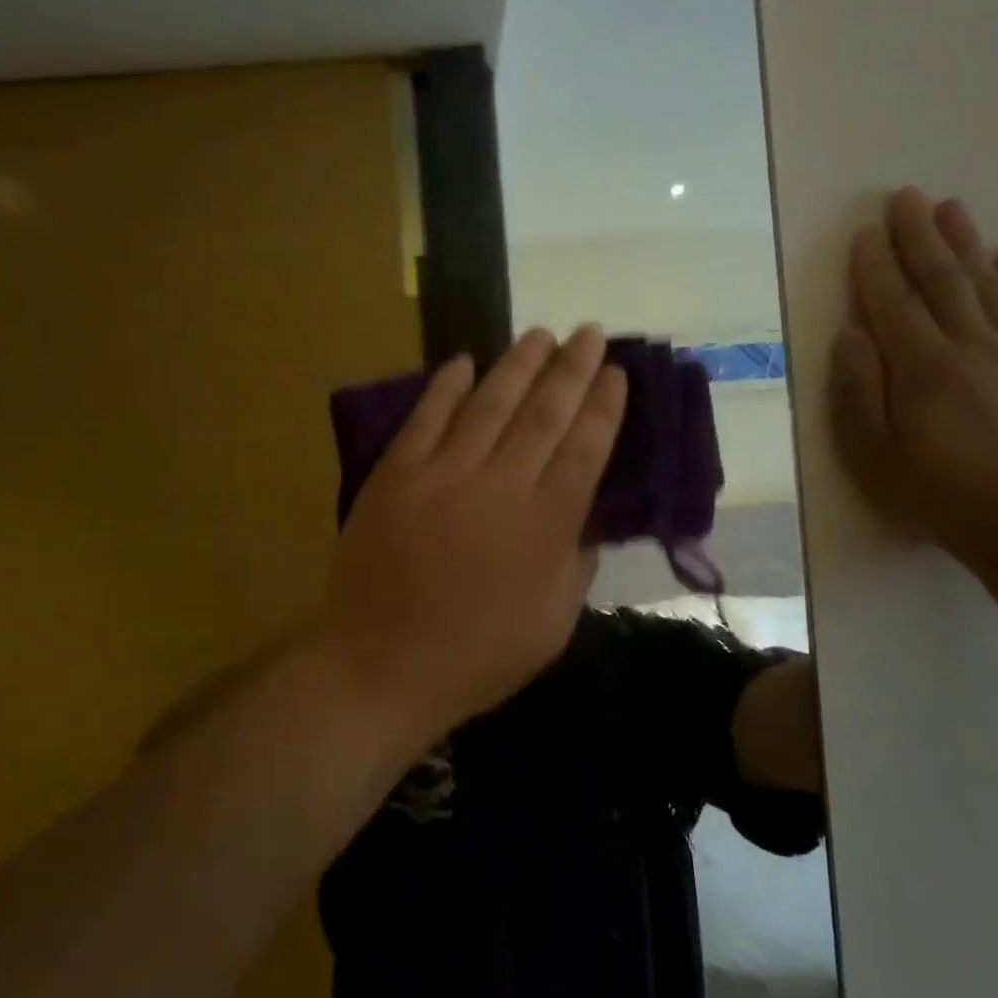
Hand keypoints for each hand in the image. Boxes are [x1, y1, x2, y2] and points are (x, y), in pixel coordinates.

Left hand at [319, 326, 627, 738]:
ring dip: (517, 364)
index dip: (603, 406)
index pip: (585, 448)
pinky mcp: (397, 474)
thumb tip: (587, 519)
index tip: (616, 373)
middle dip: (572, 368)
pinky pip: (426, 418)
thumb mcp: (552, 627)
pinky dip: (446, 386)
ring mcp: (443, 474)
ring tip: (540, 334)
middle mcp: (500, 486)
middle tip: (589, 332)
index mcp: (546, 526)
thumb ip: (576, 566)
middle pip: (544, 413)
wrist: (381, 665)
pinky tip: (463, 360)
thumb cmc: (475, 658)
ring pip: (489, 404)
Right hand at [830, 187, 997, 567]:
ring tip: (950, 207)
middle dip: (920, 237)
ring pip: (987, 287)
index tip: (864, 232)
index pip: (894, 304)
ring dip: (965, 243)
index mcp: (924, 369)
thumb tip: (852, 335)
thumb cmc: (933, 493)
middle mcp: (970, 349)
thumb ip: (859, 391)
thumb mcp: (873, 453)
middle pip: (942, 282)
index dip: (876, 267)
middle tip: (905, 196)